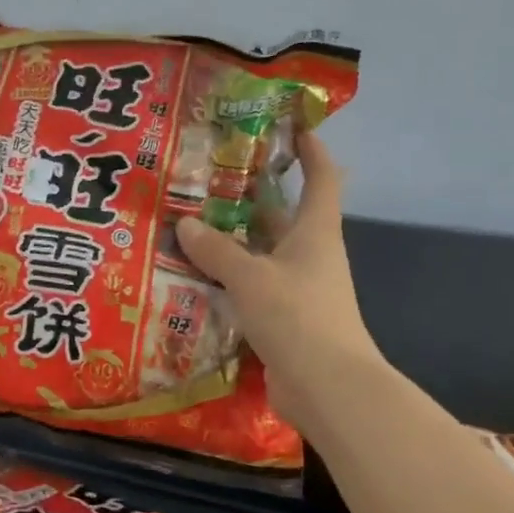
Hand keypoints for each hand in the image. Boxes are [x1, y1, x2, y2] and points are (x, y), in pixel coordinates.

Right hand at [174, 131, 378, 429]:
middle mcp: (308, 254)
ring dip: (231, 239)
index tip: (290, 124)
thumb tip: (186, 223)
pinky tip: (194, 274)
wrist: (328, 387)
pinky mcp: (282, 317)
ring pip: (261, 252)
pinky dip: (227, 277)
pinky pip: (250, 286)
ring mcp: (296, 288)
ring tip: (188, 222)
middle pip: (282, 214)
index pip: (321, 177)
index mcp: (314, 232)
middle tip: (207, 177)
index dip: (310, 148)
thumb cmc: (297, 317)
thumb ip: (217, 251)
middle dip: (250, 194)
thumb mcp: (251, 277)